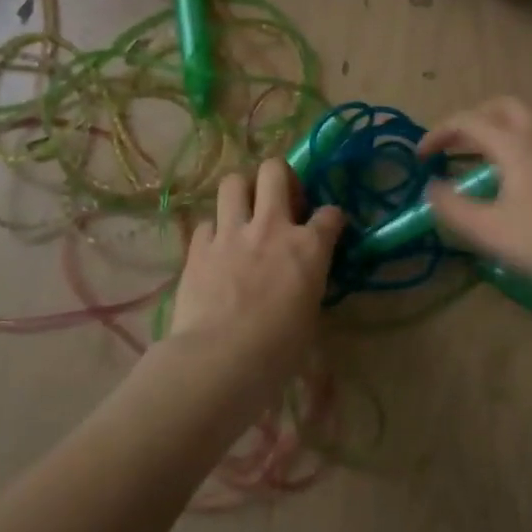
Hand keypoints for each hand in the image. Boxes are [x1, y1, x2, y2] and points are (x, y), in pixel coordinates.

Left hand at [168, 159, 344, 381]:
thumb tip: (302, 280)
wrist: (220, 359)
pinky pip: (206, 222)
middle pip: (275, 171)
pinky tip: (216, 247)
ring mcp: (232, 233)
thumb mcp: (309, 315)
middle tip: (281, 198)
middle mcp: (272, 227)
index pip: (330, 214)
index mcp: (309, 247)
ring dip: (242, 191)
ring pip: (233, 182)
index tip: (328, 226)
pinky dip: (213, 230)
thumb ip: (308, 284)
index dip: (331, 218)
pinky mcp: (199, 247)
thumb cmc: (277, 351)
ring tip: (244, 210)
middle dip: (281, 176)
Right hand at [417, 97, 531, 291]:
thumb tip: (431, 188)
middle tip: (452, 145)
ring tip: (472, 162)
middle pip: (502, 108)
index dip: (438, 133)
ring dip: (493, 133)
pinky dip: (510, 148)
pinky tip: (502, 182)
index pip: (469, 121)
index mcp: (515, 145)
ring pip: (522, 124)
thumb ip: (451, 206)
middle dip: (471, 120)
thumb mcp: (486, 228)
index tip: (420, 157)